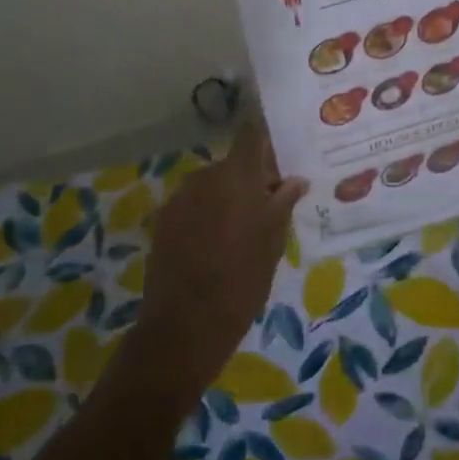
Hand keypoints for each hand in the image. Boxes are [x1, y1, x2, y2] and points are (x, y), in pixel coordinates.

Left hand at [124, 115, 307, 405]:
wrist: (185, 325)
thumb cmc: (242, 280)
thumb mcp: (273, 242)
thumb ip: (283, 203)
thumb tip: (295, 180)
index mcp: (237, 176)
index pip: (251, 134)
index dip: (265, 137)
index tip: (280, 149)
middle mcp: (205, 177)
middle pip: (233, 164)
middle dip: (251, 179)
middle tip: (269, 206)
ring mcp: (180, 198)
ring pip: (212, 185)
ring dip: (227, 197)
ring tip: (242, 231)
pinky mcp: (163, 220)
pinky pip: (193, 205)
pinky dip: (206, 215)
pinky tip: (215, 245)